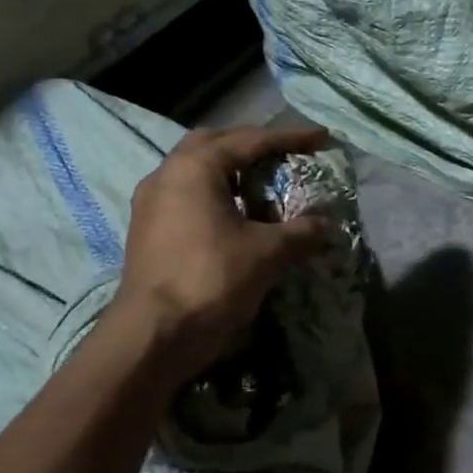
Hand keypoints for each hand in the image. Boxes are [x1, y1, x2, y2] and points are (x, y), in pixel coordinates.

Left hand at [104, 126, 332, 378]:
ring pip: (195, 171)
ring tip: (261, 185)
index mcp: (195, 168)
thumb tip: (325, 224)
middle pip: (214, 144)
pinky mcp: (147, 230)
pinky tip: (235, 216)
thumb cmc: (212, 279)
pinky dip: (215, 195)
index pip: (249, 141)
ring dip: (230, 171)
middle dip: (251, 145)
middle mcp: (167, 175)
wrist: (154, 334)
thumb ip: (300, 231)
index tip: (321, 138)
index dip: (289, 138)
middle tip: (283, 155)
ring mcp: (151, 203)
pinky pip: (186, 196)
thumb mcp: (267, 253)